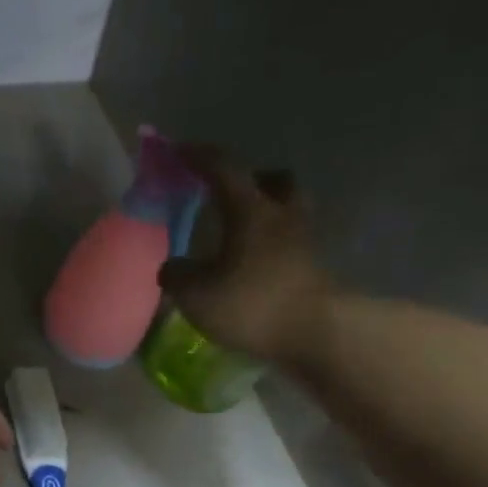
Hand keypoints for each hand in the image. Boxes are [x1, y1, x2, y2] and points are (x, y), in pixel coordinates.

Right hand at [158, 151, 333, 362]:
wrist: (315, 334)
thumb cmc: (252, 305)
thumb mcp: (197, 295)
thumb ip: (177, 275)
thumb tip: (171, 267)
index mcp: (251, 210)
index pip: (223, 169)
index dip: (198, 157)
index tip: (179, 152)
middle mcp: (281, 215)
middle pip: (273, 180)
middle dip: (251, 180)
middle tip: (227, 193)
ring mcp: (303, 242)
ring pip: (287, 210)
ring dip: (266, 212)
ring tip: (241, 232)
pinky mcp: (313, 269)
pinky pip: (290, 243)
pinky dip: (272, 245)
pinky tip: (254, 264)